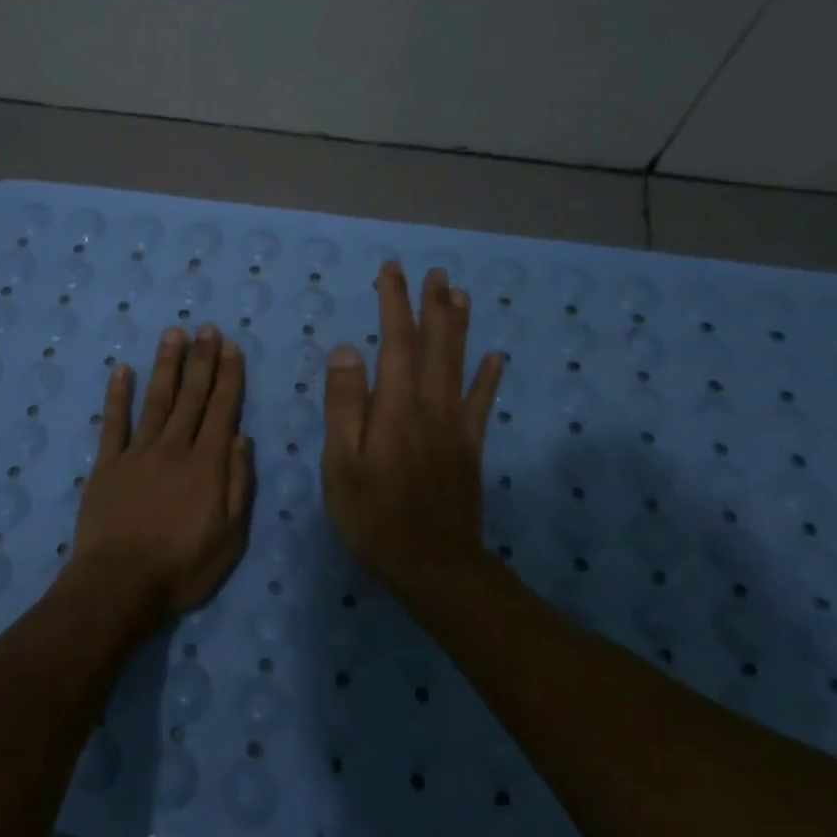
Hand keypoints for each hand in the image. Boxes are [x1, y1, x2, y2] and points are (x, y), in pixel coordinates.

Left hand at [62, 324, 254, 632]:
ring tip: (173, 334)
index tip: (231, 347)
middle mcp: (174, 448)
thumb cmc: (182, 567)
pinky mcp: (107, 464)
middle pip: (191, 397)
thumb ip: (238, 484)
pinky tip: (122, 370)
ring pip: (156, 400)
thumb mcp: (230, 536)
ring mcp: (137, 453)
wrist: (120, 584)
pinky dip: (118, 396)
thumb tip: (242, 438)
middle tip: (207, 328)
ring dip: (166, 366)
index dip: (228, 377)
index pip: (222, 410)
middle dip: (201, 360)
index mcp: (206, 465)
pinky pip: (113, 423)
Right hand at [321, 263, 504, 601]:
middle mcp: (430, 405)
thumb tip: (347, 350)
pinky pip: (481, 403)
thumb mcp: (340, 463)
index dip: (393, 304)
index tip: (391, 272)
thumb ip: (344, 405)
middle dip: (432, 305)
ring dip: (459, 327)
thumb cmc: (373, 515)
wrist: (432, 564)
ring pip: (460, 364)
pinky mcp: (471, 446)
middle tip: (434, 272)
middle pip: (434, 344)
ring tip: (460, 295)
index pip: (395, 342)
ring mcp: (455, 425)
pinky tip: (496, 357)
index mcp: (395, 406)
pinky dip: (488, 377)